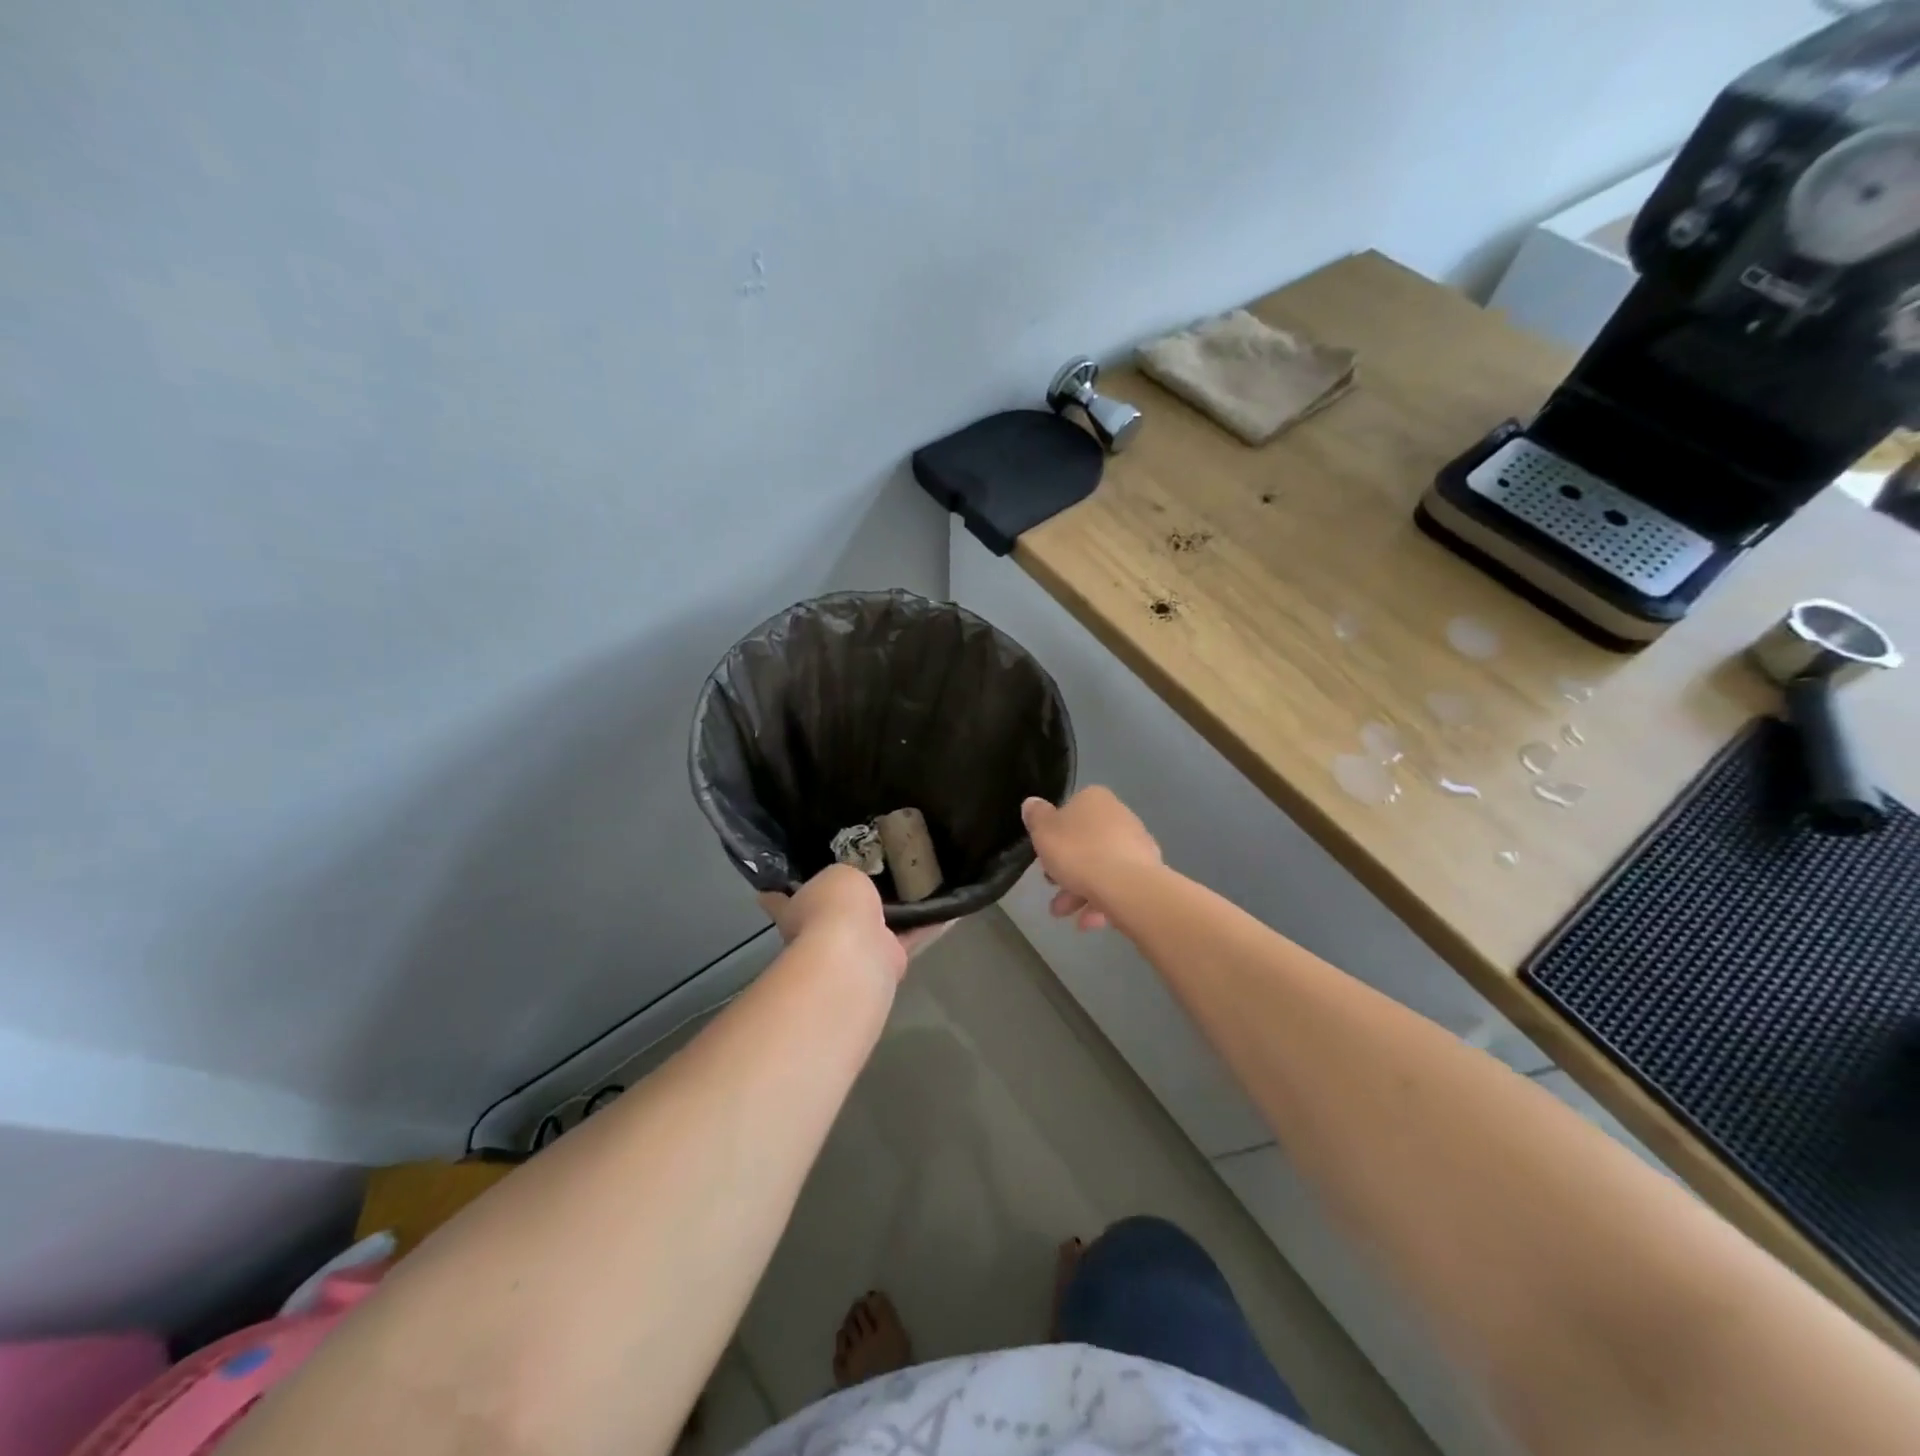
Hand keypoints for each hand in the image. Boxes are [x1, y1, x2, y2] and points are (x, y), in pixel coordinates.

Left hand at [757, 865, 951, 979]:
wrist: (855, 953)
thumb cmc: (833, 907)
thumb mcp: (838, 874)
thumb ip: (847, 875)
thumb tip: (854, 882)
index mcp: (797, 909)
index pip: (782, 896)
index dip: (783, 886)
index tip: (788, 874)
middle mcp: (822, 932)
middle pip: (837, 910)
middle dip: (855, 896)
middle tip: (880, 866)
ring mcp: (855, 949)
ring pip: (878, 925)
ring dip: (896, 911)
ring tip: (920, 881)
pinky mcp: (888, 961)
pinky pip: (912, 936)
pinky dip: (929, 924)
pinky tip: (950, 908)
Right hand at [1021, 787, 1160, 931]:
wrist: (1126, 886)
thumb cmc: (1078, 852)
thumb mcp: (1043, 831)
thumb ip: (1036, 816)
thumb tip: (1032, 803)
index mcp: (1095, 799)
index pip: (1069, 812)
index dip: (1054, 837)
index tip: (1045, 857)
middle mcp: (1120, 816)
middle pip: (1085, 843)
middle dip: (1066, 870)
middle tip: (1052, 888)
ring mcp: (1137, 844)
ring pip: (1101, 866)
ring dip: (1080, 891)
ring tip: (1066, 914)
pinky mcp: (1149, 872)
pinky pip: (1118, 884)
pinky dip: (1102, 901)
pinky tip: (1089, 922)